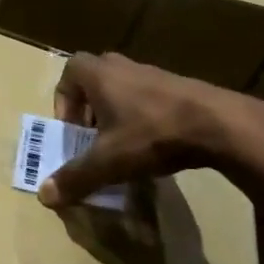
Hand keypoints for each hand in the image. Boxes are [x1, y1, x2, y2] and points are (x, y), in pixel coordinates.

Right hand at [39, 52, 263, 207]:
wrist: (220, 125)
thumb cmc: (152, 134)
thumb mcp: (108, 162)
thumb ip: (75, 177)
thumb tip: (44, 196)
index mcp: (100, 74)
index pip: (69, 71)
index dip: (63, 100)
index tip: (72, 130)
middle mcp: (124, 66)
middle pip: (96, 79)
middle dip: (89, 109)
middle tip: (93, 138)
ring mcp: (155, 74)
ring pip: (124, 89)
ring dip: (117, 114)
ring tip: (124, 146)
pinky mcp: (181, 88)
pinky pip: (150, 98)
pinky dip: (144, 118)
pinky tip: (154, 146)